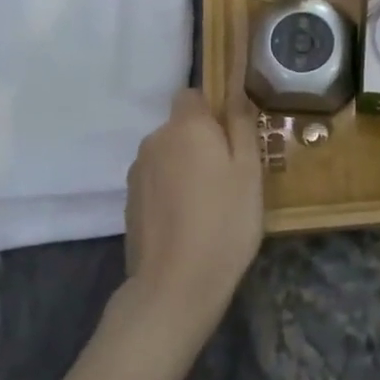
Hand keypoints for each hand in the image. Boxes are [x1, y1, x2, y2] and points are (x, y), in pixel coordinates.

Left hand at [123, 89, 263, 334]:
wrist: (175, 287)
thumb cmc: (224, 221)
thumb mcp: (249, 170)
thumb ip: (241, 125)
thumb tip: (236, 92)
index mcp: (186, 126)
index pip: (192, 95)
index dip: (212, 110)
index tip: (232, 137)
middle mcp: (155, 140)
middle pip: (180, 127)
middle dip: (201, 142)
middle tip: (229, 176)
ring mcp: (137, 173)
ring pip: (167, 155)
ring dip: (184, 167)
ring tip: (209, 204)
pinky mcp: (129, 203)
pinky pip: (156, 182)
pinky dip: (170, 192)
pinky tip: (187, 222)